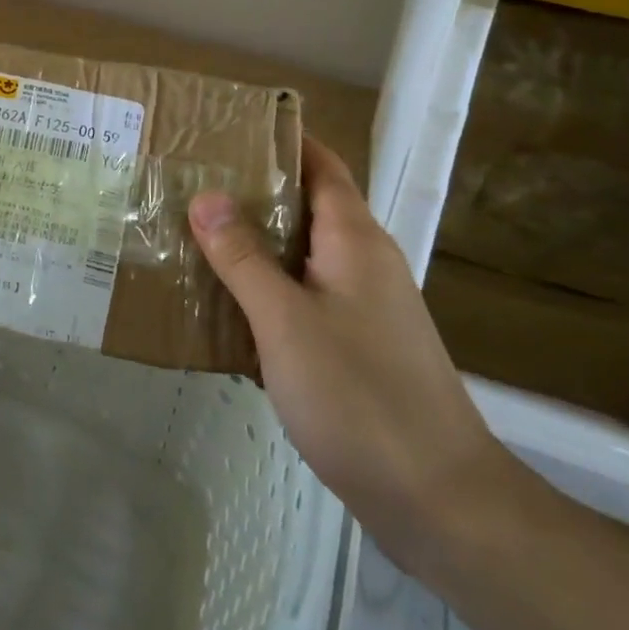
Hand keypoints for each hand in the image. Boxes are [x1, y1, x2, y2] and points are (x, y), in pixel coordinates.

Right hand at [189, 137, 511, 574]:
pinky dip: (264, 289)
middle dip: (252, 190)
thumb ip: (243, 257)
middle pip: (306, 206)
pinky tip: (224, 305)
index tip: (226, 128)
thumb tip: (205, 196)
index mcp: (354, 240)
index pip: (321, 165)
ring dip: (253, 243)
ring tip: (192, 234)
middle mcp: (363, 263)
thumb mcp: (286, 321)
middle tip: (189, 181)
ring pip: (300, 256)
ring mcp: (362, 308)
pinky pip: (302, 298)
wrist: (439, 501)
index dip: (281, 139)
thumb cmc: (360, 396)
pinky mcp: (356, 347)